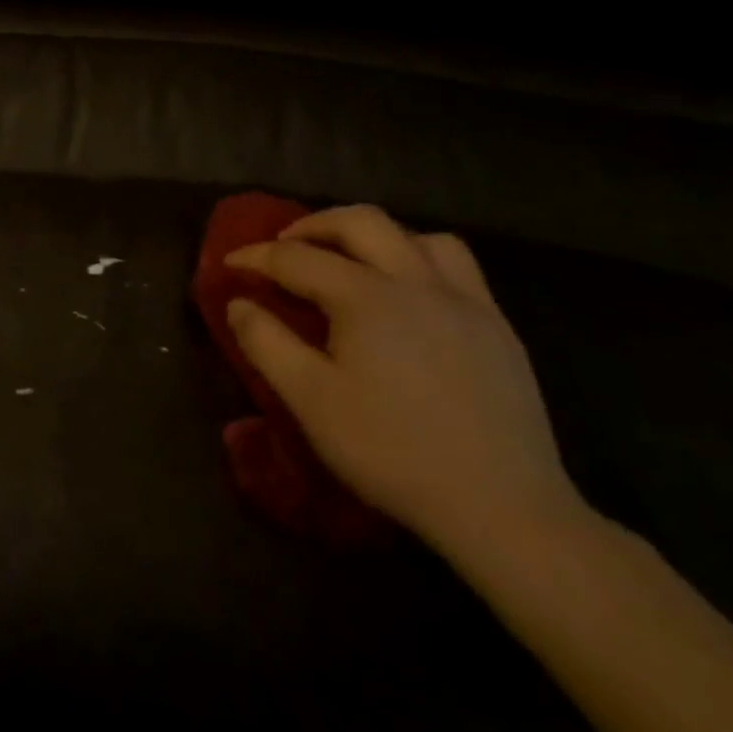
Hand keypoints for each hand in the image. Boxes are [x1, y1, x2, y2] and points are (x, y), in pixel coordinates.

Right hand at [224, 205, 584, 558]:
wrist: (503, 508)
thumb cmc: (392, 451)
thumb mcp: (310, 400)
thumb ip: (266, 342)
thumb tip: (238, 303)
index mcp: (365, 297)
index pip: (296, 258)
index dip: (255, 256)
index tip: (229, 263)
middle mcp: (415, 283)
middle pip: (359, 222)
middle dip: (312, 225)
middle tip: (285, 247)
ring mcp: (464, 301)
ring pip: (415, 235)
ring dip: (372, 236)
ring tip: (350, 261)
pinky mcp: (498, 327)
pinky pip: (457, 265)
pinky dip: (420, 258)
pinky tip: (409, 292)